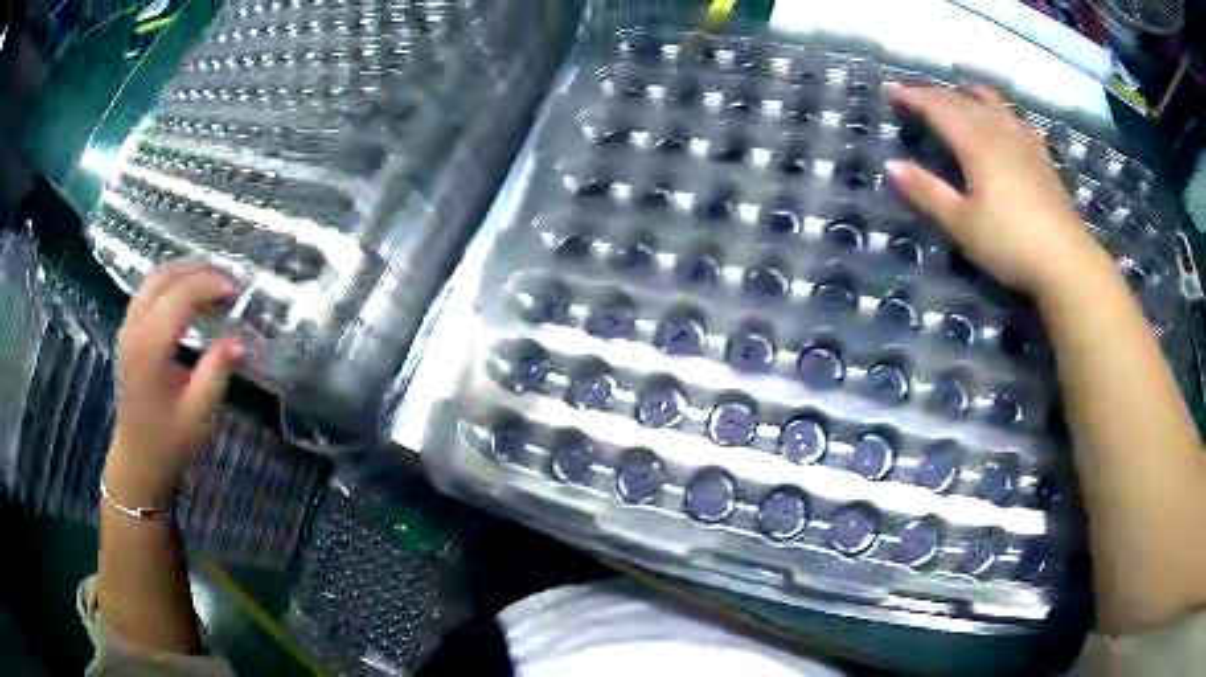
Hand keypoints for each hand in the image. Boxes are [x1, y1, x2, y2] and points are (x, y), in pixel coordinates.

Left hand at [105, 258, 241, 505]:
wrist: (137, 460)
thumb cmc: (168, 442)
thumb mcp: (198, 415)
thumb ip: (216, 373)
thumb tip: (240, 340)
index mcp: (149, 347)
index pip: (180, 295)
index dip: (211, 285)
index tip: (238, 291)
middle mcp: (134, 328)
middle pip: (164, 276)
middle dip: (198, 269)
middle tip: (227, 279)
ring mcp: (127, 328)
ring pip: (154, 279)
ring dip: (183, 272)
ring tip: (211, 283)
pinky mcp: (128, 332)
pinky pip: (148, 292)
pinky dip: (171, 284)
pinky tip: (188, 298)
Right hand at [885, 85, 1115, 298]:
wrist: (1066, 261)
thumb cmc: (1010, 243)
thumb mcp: (962, 224)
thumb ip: (927, 191)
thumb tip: (891, 165)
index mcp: (975, 140)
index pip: (937, 106)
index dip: (911, 96)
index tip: (890, 91)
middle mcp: (998, 129)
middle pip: (961, 99)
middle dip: (934, 94)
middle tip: (914, 97)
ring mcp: (1023, 139)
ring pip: (991, 101)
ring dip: (968, 94)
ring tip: (957, 97)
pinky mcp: (1041, 155)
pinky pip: (1014, 118)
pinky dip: (998, 110)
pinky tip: (1003, 122)